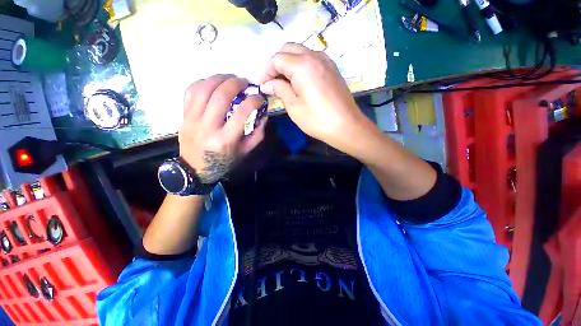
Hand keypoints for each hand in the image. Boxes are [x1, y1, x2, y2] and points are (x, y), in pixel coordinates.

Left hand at [180, 75, 265, 183]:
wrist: (195, 168)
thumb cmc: (224, 161)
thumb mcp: (245, 151)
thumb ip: (257, 134)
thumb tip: (264, 114)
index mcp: (225, 139)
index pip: (242, 112)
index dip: (254, 101)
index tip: (259, 98)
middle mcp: (207, 127)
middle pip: (221, 96)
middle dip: (236, 83)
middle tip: (245, 82)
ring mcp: (192, 119)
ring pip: (203, 89)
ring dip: (219, 78)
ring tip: (230, 78)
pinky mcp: (184, 116)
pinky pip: (190, 91)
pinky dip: (203, 82)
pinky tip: (213, 83)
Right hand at [259, 43, 368, 148]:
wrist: (346, 126)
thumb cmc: (317, 120)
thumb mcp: (294, 107)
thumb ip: (280, 90)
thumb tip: (267, 83)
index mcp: (302, 65)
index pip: (277, 58)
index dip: (266, 71)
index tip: (263, 85)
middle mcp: (314, 56)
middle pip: (289, 49)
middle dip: (276, 63)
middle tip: (272, 82)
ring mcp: (326, 61)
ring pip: (301, 52)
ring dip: (289, 63)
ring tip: (284, 83)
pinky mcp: (332, 68)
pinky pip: (312, 59)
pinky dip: (301, 66)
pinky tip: (299, 82)